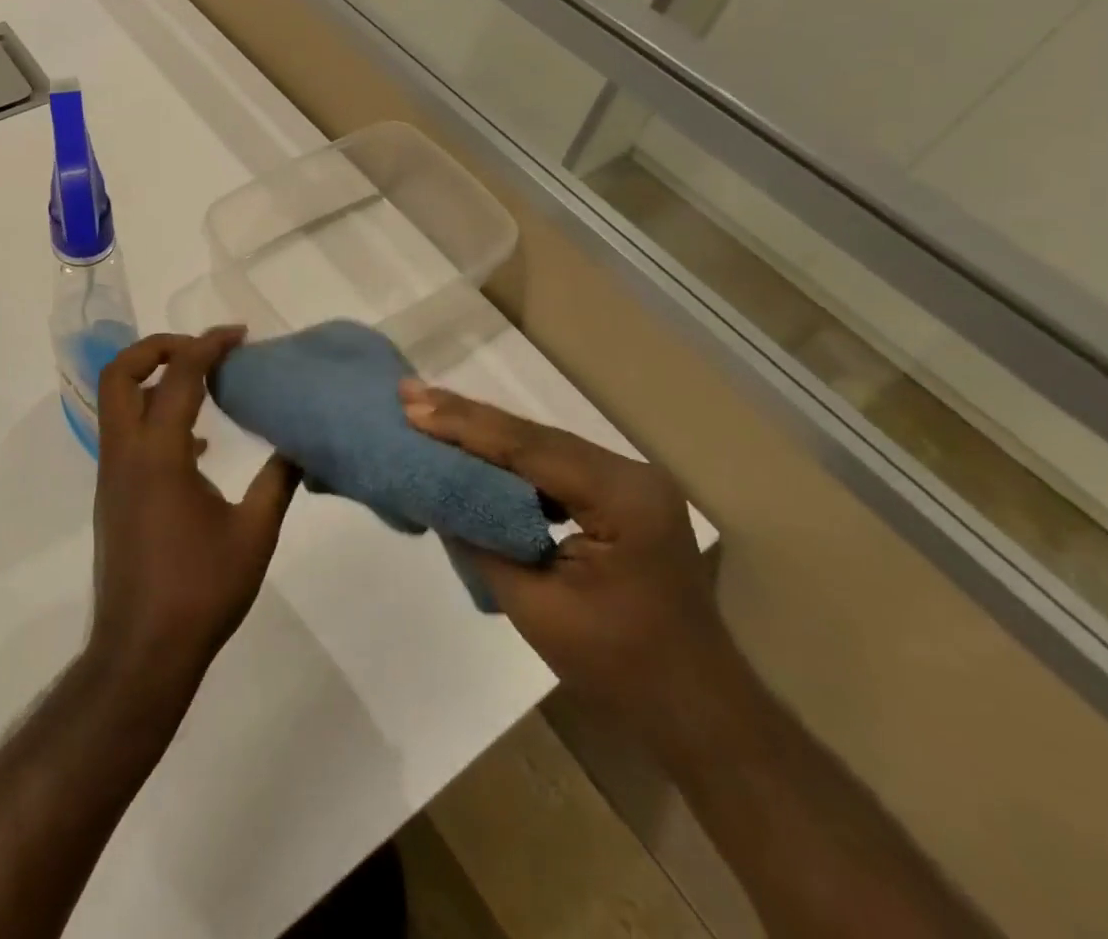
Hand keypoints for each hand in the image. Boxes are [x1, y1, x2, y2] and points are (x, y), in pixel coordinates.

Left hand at [88, 329, 298, 704]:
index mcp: (158, 454)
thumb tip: (299, 445)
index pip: (180, 377)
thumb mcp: (254, 534)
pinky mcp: (113, 495)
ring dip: (153, 380)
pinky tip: (197, 446)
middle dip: (158, 348)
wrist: (142, 652)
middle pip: (120, 374)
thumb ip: (278, 481)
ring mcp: (113, 475)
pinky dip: (154, 418)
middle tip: (202, 349)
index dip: (209, 345)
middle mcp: (125, 454)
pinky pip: (126, 435)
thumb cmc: (200, 592)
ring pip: (117, 403)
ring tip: (203, 385)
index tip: (239, 335)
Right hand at [400, 382, 730, 739]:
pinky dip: (507, 459)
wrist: (698, 714)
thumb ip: (481, 539)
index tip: (411, 407)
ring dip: (483, 433)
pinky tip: (470, 447)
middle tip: (409, 393)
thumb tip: (435, 493)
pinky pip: (553, 467)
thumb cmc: (619, 669)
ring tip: (427, 410)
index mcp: (621, 497)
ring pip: (541, 446)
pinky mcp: (619, 498)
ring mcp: (628, 484)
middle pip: (535, 437)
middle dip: (467, 418)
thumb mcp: (535, 606)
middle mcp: (630, 474)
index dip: (464, 426)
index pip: (529, 448)